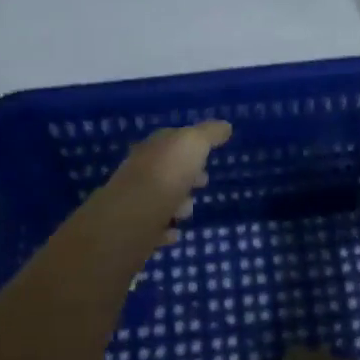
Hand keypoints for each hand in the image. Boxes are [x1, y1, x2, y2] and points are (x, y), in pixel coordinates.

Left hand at [104, 121, 231, 237]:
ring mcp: (136, 203)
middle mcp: (140, 172)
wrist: (135, 218)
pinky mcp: (136, 231)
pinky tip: (175, 233)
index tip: (208, 154)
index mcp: (153, 149)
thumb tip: (225, 126)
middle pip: (166, 170)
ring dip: (177, 202)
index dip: (190, 145)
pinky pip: (154, 229)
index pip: (170, 140)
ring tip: (188, 210)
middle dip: (185, 175)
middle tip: (203, 182)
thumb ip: (209, 134)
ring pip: (160, 199)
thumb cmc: (167, 175)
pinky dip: (166, 229)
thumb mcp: (193, 144)